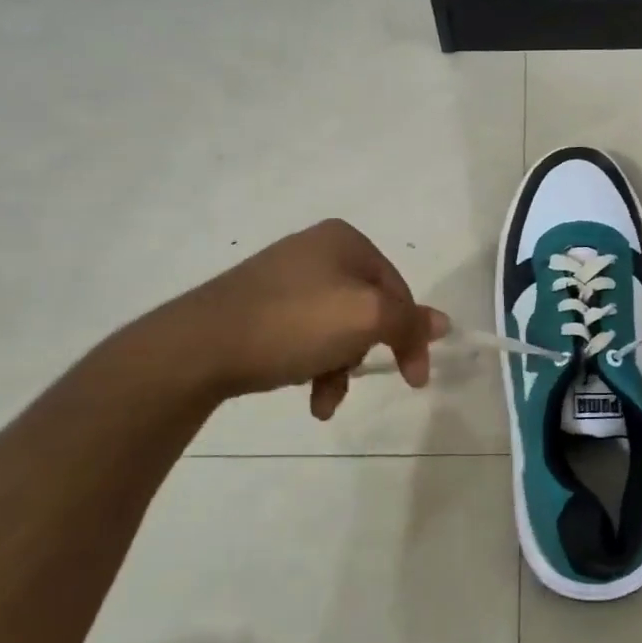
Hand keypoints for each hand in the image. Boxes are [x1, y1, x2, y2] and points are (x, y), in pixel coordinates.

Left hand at [148, 220, 447, 418]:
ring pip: (336, 327)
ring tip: (322, 402)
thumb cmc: (294, 323)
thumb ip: (409, 321)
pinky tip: (303, 392)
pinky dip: (311, 364)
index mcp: (345, 241)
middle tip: (353, 382)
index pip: (398, 289)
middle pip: (367, 309)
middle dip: (364, 353)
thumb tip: (443, 323)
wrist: (198, 346)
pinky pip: (304, 334)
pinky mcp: (259, 304)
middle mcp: (316, 250)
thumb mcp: (365, 318)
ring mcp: (284, 276)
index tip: (414, 380)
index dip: (411, 335)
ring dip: (338, 367)